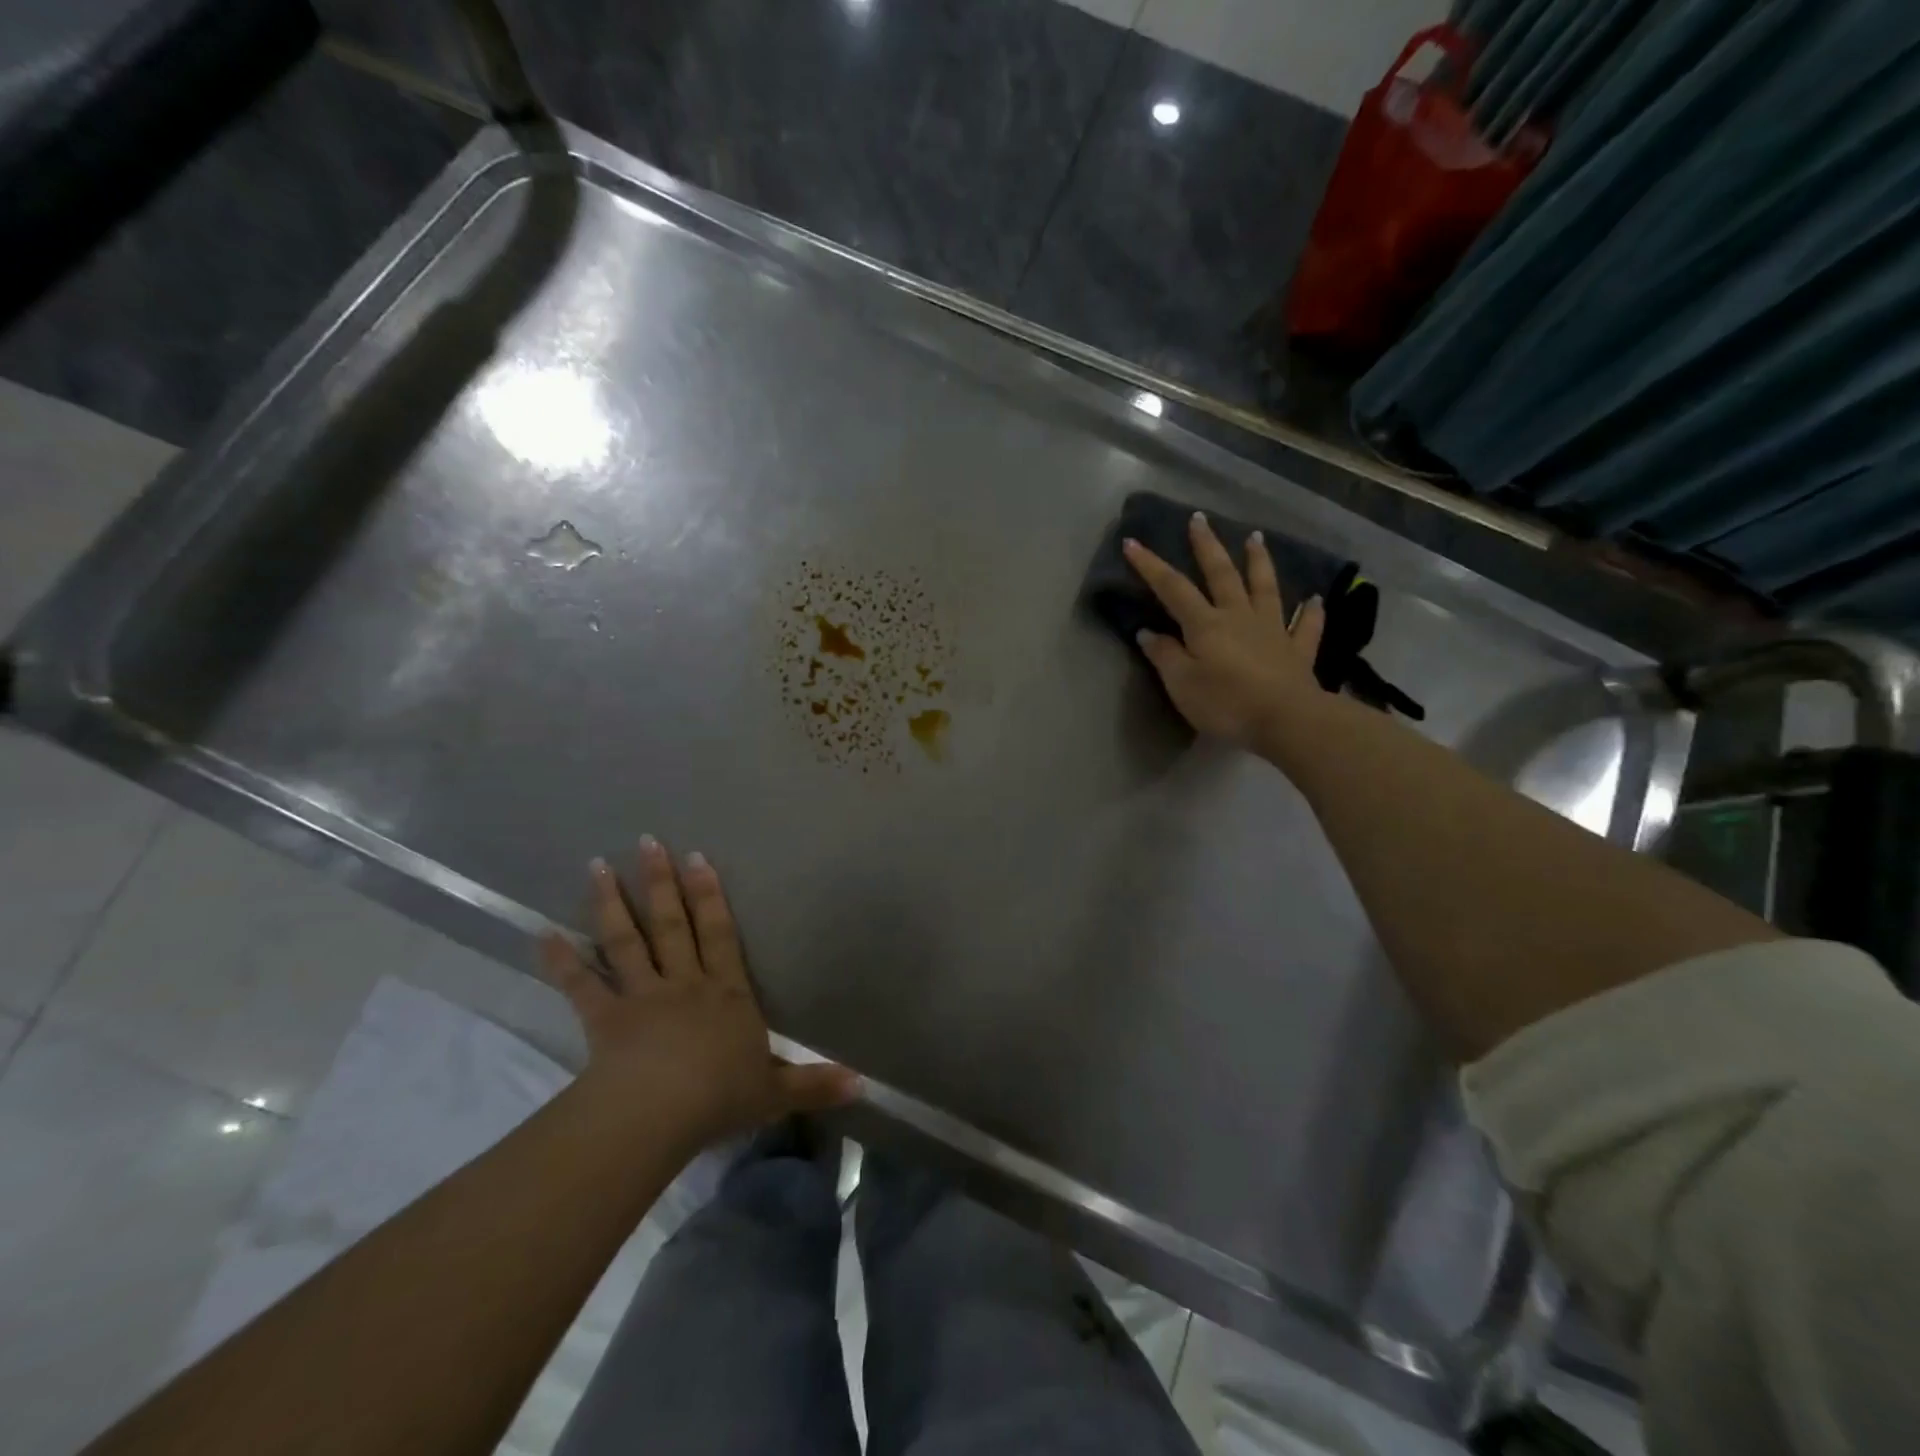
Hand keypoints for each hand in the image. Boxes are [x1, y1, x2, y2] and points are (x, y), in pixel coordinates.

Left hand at [541, 837, 859, 1152]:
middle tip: (648, 842)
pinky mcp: (605, 1019)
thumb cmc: (721, 1095)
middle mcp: (684, 984)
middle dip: (661, 883)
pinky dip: (561, 960)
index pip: (720, 935)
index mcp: (726, 994)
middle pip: (672, 925)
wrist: (662, 1113)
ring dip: (611, 902)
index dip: (710, 896)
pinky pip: (581, 985)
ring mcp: (641, 997)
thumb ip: (815, 1083)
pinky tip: (542, 934)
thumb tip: (862, 1083)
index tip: (697, 858)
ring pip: (626, 941)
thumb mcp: (776, 1092)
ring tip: (596, 865)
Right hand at [1123, 512, 1329, 751]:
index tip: (1133, 541)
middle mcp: (1239, 616)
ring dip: (1259, 561)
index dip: (1150, 565)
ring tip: (1255, 537)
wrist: (1285, 720)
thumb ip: (1165, 656)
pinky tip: (1315, 599)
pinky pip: (1306, 626)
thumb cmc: (1225, 703)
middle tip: (1199, 518)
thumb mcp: (1181, 684)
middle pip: (1221, 574)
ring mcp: (1272, 630)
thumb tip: (1148, 632)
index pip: (1172, 588)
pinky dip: (1310, 611)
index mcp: (1205, 624)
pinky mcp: (1297, 651)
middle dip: (1207, 546)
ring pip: (1265, 587)